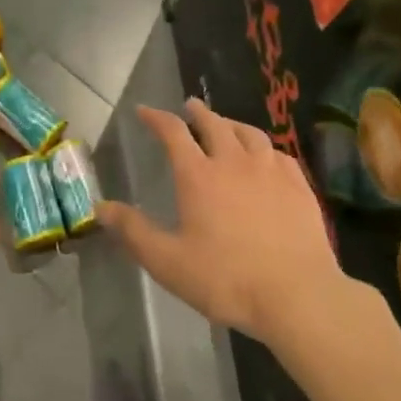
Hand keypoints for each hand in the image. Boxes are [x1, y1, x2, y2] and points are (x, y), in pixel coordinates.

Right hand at [99, 99, 348, 349]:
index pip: (173, 132)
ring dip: (232, 124)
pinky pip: (278, 154)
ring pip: (249, 134)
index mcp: (198, 175)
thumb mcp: (168, 262)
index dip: (157, 118)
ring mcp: (270, 171)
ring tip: (226, 125)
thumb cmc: (226, 279)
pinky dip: (264, 148)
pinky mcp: (299, 186)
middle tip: (190, 106)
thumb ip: (134, 232)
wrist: (297, 294)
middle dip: (198, 112)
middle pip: (214, 124)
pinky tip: (266, 157)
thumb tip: (101, 207)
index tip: (144, 111)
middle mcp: (233, 161)